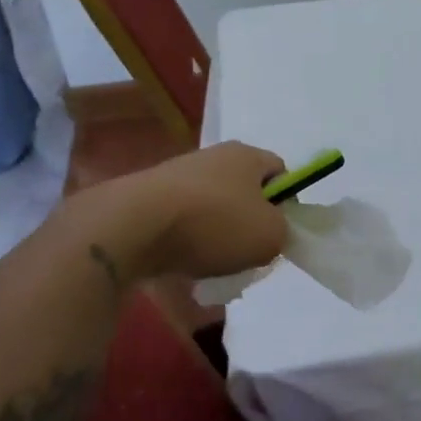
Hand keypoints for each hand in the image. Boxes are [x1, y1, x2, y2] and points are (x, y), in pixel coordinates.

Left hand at [92, 142, 287, 282]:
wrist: (134, 225)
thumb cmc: (214, 223)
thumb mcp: (270, 236)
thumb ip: (283, 233)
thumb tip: (270, 232)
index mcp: (247, 155)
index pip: (280, 171)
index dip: (286, 201)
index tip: (280, 232)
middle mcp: (213, 156)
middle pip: (244, 191)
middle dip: (249, 222)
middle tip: (250, 252)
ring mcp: (178, 174)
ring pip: (212, 208)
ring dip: (218, 235)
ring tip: (214, 265)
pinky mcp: (149, 196)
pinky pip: (182, 221)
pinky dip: (187, 242)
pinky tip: (184, 264)